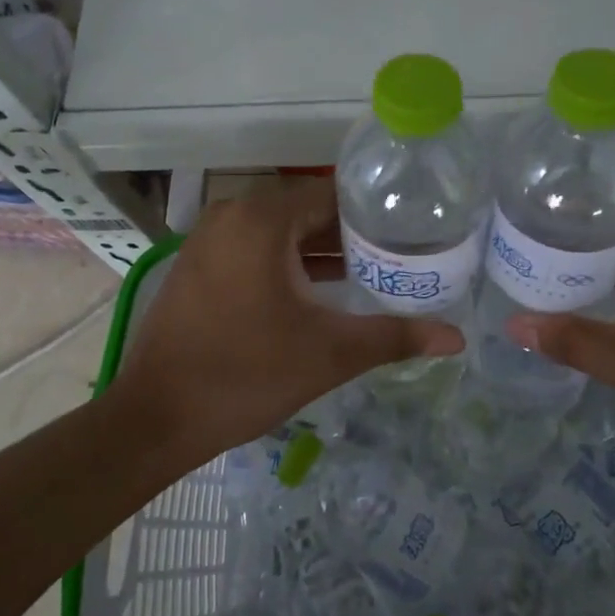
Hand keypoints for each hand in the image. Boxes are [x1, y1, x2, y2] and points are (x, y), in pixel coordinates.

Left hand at [113, 179, 461, 467]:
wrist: (156, 419)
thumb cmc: (246, 375)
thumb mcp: (330, 353)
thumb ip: (395, 337)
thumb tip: (457, 338)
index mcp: (262, 219)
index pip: (333, 196)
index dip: (375, 215)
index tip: (411, 234)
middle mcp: (231, 215)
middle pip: (306, 212)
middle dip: (351, 236)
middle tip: (398, 258)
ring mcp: (208, 239)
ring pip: (279, 233)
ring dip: (319, 252)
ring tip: (369, 275)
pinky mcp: (197, 265)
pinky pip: (253, 249)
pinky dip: (286, 263)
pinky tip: (318, 293)